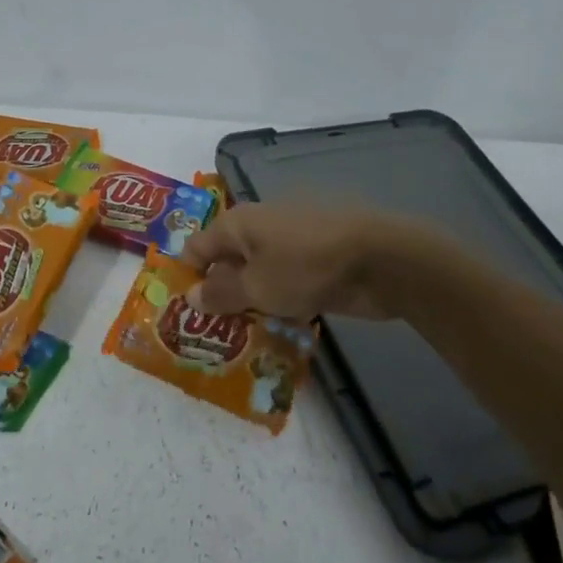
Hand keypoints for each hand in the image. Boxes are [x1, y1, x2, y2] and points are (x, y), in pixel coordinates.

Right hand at [180, 202, 401, 320]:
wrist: (379, 261)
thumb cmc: (305, 268)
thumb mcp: (256, 287)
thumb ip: (221, 293)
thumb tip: (190, 296)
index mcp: (238, 224)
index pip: (197, 248)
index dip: (187, 278)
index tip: (184, 314)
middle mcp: (259, 227)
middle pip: (227, 261)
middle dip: (220, 295)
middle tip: (212, 334)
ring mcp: (290, 242)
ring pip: (258, 274)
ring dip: (251, 302)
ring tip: (242, 338)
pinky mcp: (315, 260)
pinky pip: (285, 281)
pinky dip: (279, 302)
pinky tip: (279, 329)